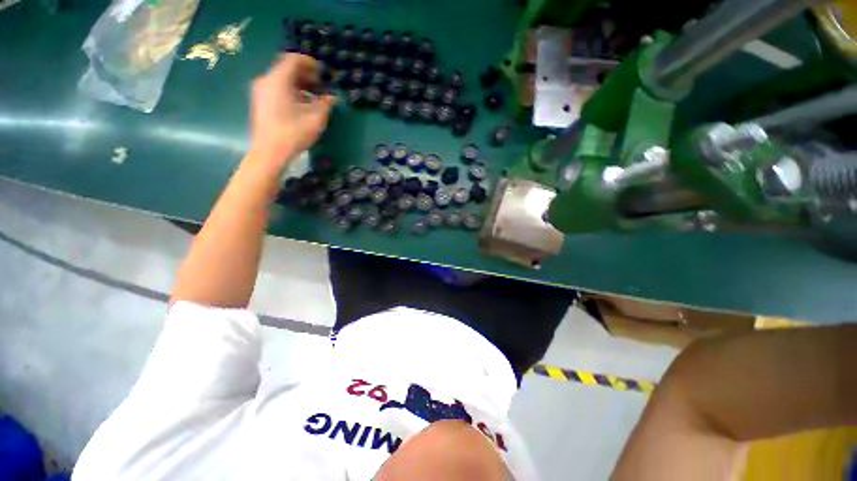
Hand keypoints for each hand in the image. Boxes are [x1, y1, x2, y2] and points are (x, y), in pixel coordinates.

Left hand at [249, 54, 335, 166]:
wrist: (269, 152)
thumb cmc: (294, 133)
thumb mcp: (316, 119)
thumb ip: (325, 104)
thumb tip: (331, 97)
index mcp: (278, 80)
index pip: (293, 59)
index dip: (309, 63)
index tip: (323, 72)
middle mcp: (266, 80)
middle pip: (286, 69)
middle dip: (305, 75)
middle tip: (320, 86)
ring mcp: (261, 92)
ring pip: (281, 80)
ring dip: (299, 84)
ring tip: (313, 97)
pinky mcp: (260, 103)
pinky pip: (277, 89)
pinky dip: (290, 92)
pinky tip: (301, 106)